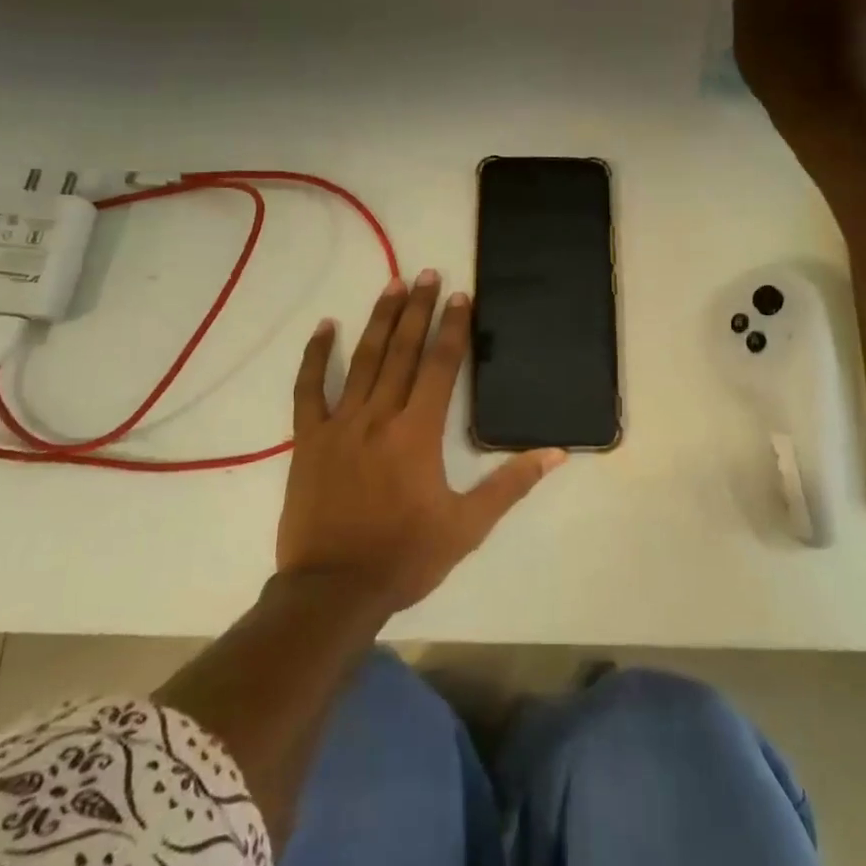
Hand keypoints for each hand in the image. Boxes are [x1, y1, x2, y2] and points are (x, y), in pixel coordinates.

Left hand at [277, 271, 564, 615]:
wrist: (333, 591)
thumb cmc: (405, 557)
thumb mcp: (468, 527)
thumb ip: (510, 484)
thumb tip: (556, 454)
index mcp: (418, 433)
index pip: (441, 366)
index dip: (452, 328)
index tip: (460, 296)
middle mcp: (379, 416)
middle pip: (403, 351)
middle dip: (418, 310)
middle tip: (427, 273)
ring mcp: (340, 424)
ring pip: (363, 360)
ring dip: (379, 320)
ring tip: (392, 285)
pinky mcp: (309, 439)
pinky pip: (309, 389)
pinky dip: (316, 356)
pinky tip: (325, 328)